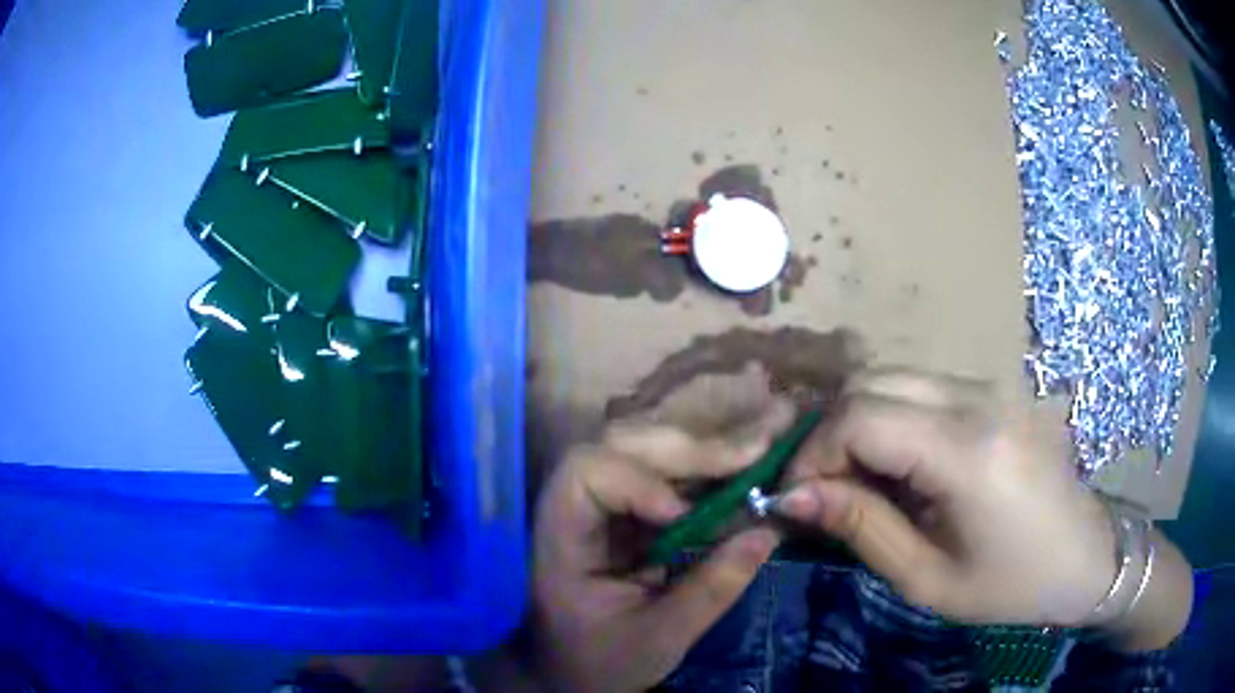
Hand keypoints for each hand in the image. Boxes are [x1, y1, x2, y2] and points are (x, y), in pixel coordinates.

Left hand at [532, 404, 790, 692]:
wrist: (573, 673)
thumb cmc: (601, 661)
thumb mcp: (659, 637)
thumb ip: (712, 588)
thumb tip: (767, 532)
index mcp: (562, 536)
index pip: (585, 472)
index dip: (635, 481)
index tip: (681, 516)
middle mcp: (576, 506)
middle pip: (622, 445)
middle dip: (687, 450)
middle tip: (752, 452)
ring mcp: (603, 505)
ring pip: (647, 452)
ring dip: (702, 454)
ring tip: (755, 453)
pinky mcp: (627, 513)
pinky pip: (666, 478)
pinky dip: (705, 475)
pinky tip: (741, 475)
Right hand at [779, 369, 1117, 626]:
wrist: (1085, 555)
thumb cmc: (1010, 584)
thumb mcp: (928, 579)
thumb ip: (861, 528)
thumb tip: (793, 496)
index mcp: (968, 452)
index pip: (861, 417)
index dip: (813, 454)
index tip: (797, 499)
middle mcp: (978, 398)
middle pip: (871, 382)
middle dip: (830, 434)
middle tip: (825, 490)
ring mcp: (991, 385)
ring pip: (893, 376)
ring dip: (860, 421)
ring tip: (860, 479)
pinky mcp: (995, 389)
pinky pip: (923, 386)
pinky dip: (892, 416)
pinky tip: (902, 464)